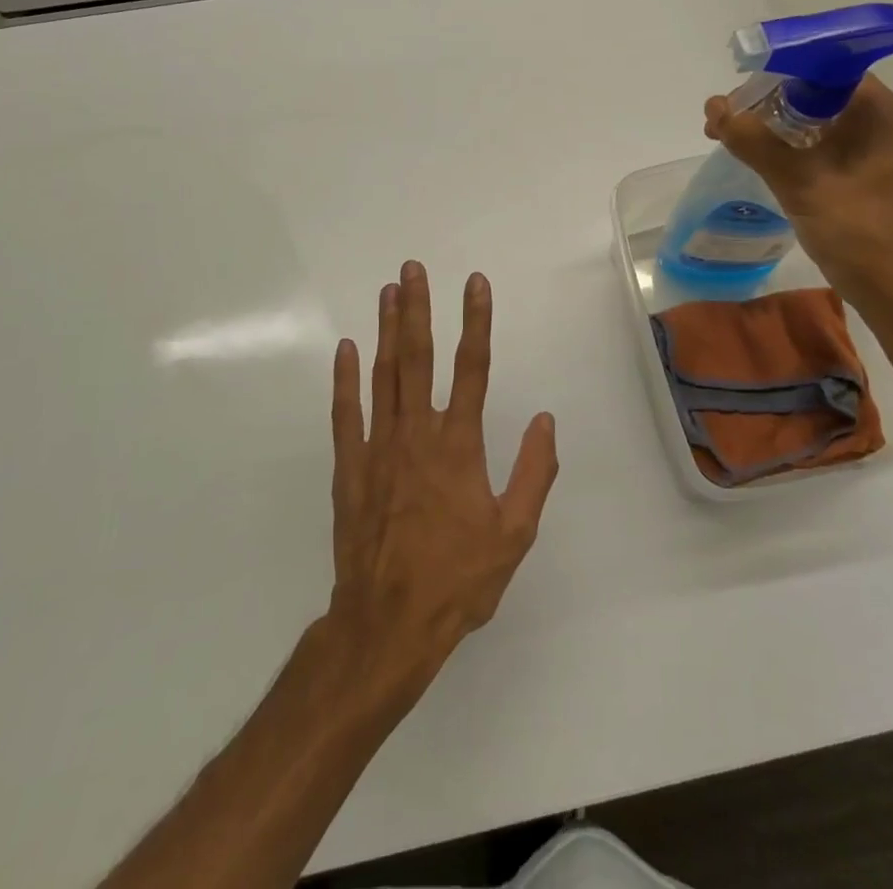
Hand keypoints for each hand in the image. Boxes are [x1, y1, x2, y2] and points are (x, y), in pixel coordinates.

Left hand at [322, 261, 557, 710]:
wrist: (388, 624)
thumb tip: (546, 420)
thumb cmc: (458, 580)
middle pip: (418, 358)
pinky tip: (346, 348)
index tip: (475, 283)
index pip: (472, 368)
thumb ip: (534, 473)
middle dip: (418, 309)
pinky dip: (345, 379)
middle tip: (413, 268)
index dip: (476, 321)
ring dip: (387, 330)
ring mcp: (378, 447)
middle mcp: (418, 434)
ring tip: (388, 291)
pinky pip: (346, 413)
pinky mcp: (349, 467)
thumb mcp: (514, 534)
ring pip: (383, 375)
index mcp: (459, 445)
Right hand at [704, 75, 892, 307]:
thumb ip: (755, 142)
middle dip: (759, 99)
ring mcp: (855, 140)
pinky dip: (773, 142)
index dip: (772, 71)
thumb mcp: (801, 181)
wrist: (887, 285)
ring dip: (761, 121)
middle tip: (718, 120)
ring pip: (799, 114)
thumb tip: (714, 109)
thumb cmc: (856, 229)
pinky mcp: (843, 165)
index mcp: (871, 106)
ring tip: (721, 135)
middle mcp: (866, 114)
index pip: (818, 64)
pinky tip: (745, 152)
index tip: (735, 92)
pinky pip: (802, 139)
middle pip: (804, 87)